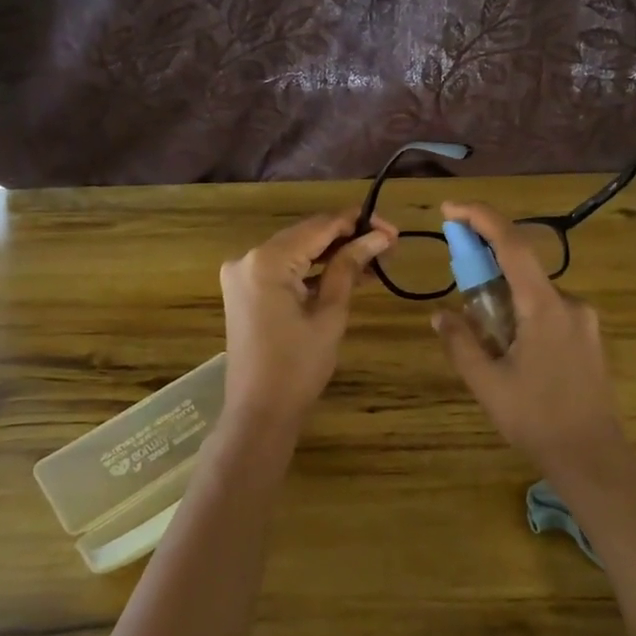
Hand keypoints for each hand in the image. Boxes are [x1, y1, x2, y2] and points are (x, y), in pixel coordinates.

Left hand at [219, 210, 396, 438]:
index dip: (358, 223)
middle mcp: (248, 257)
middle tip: (388, 246)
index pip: (320, 226)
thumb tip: (377, 236)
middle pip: (307, 234)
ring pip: (297, 250)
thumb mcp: (329, 313)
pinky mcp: (244, 289)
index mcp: (267, 260)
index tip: (393, 231)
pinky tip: (345, 274)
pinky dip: (312, 269)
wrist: (259, 412)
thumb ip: (348, 267)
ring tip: (374, 262)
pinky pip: (284, 268)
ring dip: (332, 254)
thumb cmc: (298, 367)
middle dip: (348, 237)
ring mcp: (242, 273)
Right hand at [431, 201, 631, 483]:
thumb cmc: (537, 419)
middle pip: (523, 267)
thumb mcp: (487, 383)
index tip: (451, 210)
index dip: (482, 219)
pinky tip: (510, 346)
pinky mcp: (589, 339)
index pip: (513, 246)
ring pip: (535, 293)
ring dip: (505, 295)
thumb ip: (461, 343)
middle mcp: (570, 304)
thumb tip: (440, 315)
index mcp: (545, 307)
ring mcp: (584, 321)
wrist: (594, 458)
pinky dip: (523, 312)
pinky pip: (549, 311)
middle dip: (487, 261)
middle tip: (457, 272)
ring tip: (480, 327)